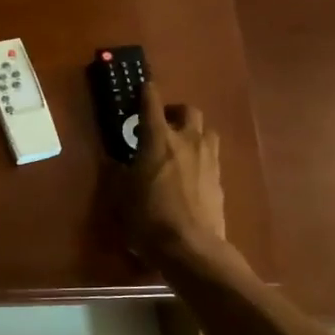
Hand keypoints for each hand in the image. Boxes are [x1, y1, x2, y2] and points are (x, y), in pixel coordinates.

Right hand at [121, 79, 225, 264]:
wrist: (190, 247)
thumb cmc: (148, 218)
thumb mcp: (121, 195)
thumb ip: (119, 172)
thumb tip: (115, 161)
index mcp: (158, 139)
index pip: (152, 103)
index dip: (147, 93)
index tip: (144, 87)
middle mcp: (187, 141)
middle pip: (188, 111)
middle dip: (175, 112)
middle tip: (162, 124)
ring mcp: (208, 159)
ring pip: (206, 131)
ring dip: (193, 132)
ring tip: (181, 146)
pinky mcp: (219, 179)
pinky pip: (212, 156)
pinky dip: (200, 156)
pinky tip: (191, 172)